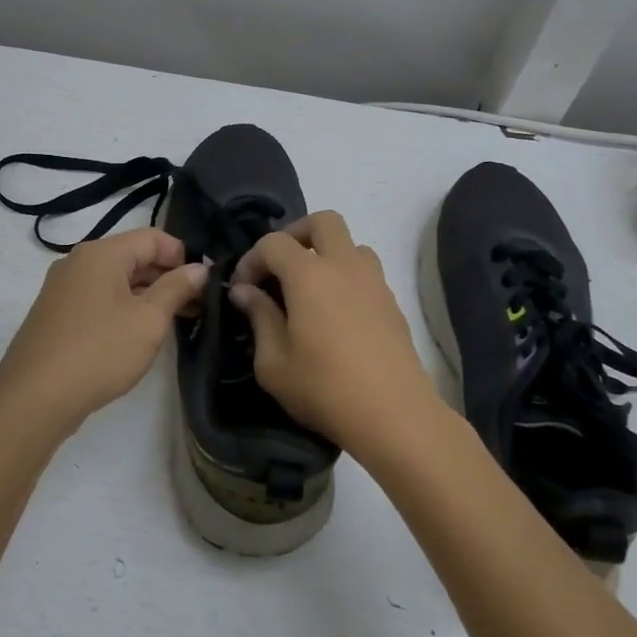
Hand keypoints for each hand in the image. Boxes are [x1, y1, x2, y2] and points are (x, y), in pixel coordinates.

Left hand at [0, 226, 207, 439]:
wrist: (34, 398)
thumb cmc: (100, 351)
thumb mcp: (149, 320)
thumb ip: (177, 288)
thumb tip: (198, 268)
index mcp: (101, 253)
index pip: (153, 237)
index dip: (183, 255)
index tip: (205, 283)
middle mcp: (78, 262)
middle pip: (133, 256)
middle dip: (167, 277)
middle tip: (197, 306)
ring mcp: (63, 289)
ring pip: (116, 280)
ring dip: (147, 295)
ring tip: (175, 322)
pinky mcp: (57, 315)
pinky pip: (99, 299)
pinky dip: (124, 308)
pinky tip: (139, 334)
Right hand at [229, 211, 443, 451]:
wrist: (394, 415)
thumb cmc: (324, 389)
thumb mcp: (273, 362)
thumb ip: (258, 317)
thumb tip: (245, 291)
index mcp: (309, 275)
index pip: (274, 242)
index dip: (251, 259)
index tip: (242, 289)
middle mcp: (345, 266)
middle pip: (323, 221)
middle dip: (295, 234)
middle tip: (279, 267)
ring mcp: (374, 282)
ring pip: (351, 244)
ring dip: (327, 254)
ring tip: (309, 290)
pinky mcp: (392, 303)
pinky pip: (366, 272)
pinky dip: (346, 277)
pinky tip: (335, 314)